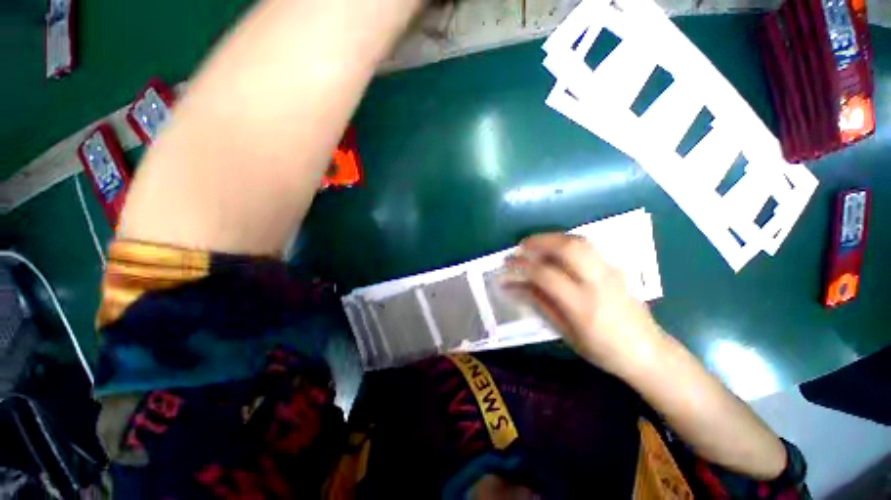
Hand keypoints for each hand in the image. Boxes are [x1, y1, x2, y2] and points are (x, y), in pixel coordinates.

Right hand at [503, 233, 665, 375]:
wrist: (648, 352)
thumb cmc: (603, 350)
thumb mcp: (566, 333)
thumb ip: (541, 304)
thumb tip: (516, 286)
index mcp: (583, 305)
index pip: (546, 275)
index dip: (522, 267)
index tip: (506, 266)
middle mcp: (598, 283)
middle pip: (567, 248)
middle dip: (538, 242)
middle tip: (520, 247)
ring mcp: (610, 271)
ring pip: (579, 241)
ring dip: (552, 238)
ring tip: (534, 243)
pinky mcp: (615, 268)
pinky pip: (587, 246)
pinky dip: (565, 242)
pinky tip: (555, 248)